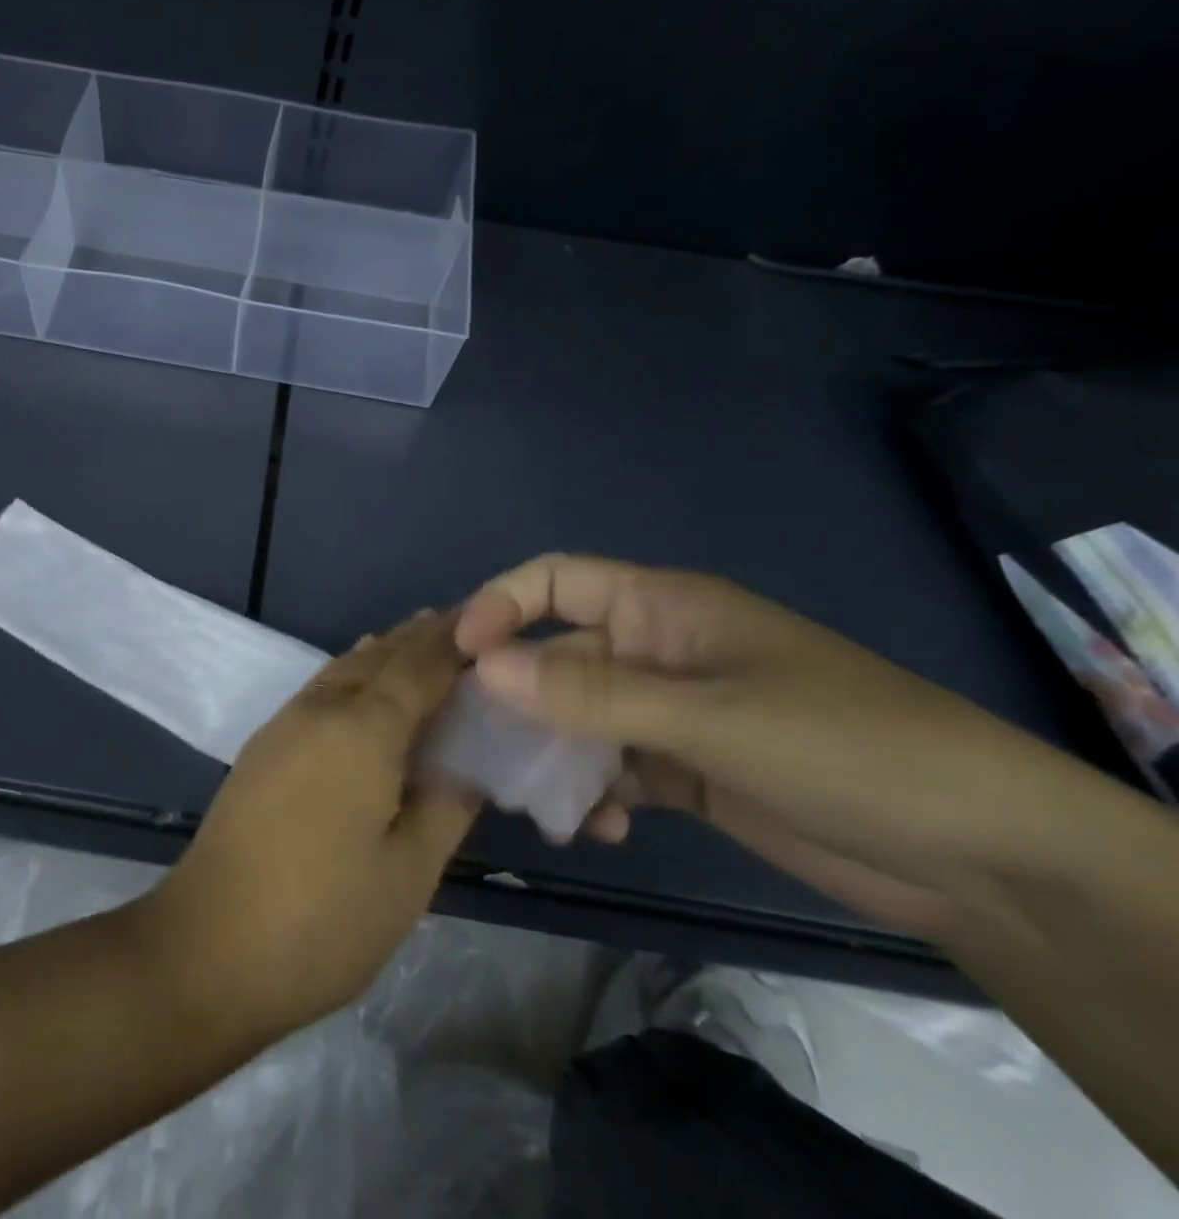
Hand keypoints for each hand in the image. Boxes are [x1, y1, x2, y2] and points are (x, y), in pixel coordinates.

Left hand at [137, 611, 478, 1040]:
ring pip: (344, 668)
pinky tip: (362, 684)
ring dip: (385, 652)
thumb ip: (446, 805)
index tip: (492, 623)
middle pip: (379, 657)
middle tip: (465, 629)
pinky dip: (352, 674)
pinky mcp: (263, 746)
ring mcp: (284, 724)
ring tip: (419, 642)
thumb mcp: (408, 872)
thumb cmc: (322, 918)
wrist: (207, 945)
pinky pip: (320, 688)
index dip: (455, 643)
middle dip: (421, 639)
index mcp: (363, 729)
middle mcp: (320, 709)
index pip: (420, 666)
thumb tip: (470, 761)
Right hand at [455, 555, 1121, 938]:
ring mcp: (669, 711)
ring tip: (535, 798)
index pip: (556, 581)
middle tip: (473, 743)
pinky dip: (594, 792)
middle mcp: (655, 650)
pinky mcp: (686, 767)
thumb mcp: (708, 715)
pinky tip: (599, 826)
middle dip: (514, 695)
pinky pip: (612, 767)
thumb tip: (482, 667)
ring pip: (578, 717)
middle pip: (556, 655)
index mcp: (661, 608)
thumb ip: (591, 692)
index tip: (458, 654)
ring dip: (551, 753)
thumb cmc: (842, 747)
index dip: (501, 605)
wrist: (980, 856)